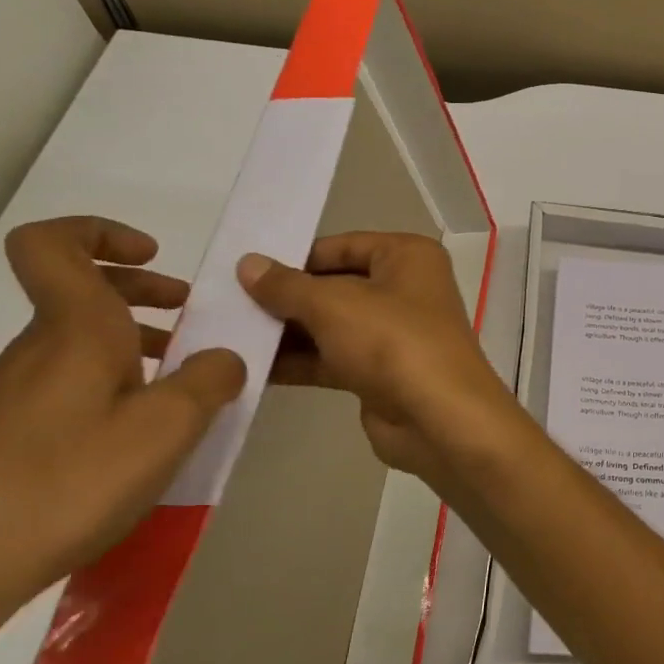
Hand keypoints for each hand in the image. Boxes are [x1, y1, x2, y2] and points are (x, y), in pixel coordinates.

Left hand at [0, 217, 244, 663]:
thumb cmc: (64, 483)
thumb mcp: (167, 428)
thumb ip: (211, 380)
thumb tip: (223, 358)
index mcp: (74, 331)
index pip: (53, 244)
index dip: (100, 231)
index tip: (154, 256)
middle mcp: (38, 352)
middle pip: (80, 292)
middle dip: (142, 291)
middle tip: (191, 316)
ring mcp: (14, 397)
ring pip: (78, 342)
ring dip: (134, 343)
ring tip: (181, 383)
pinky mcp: (5, 439)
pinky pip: (69, 386)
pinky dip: (113, 387)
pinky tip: (139, 437)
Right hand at [237, 232, 533, 493]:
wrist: (438, 418)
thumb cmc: (392, 341)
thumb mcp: (334, 304)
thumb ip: (287, 286)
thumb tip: (248, 263)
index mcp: (407, 256)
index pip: (342, 245)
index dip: (295, 257)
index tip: (244, 270)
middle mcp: (405, 288)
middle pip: (335, 285)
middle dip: (286, 298)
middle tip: (225, 304)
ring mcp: (394, 332)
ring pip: (331, 324)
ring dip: (287, 332)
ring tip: (228, 335)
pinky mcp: (381, 372)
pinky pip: (333, 358)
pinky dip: (300, 361)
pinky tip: (252, 368)